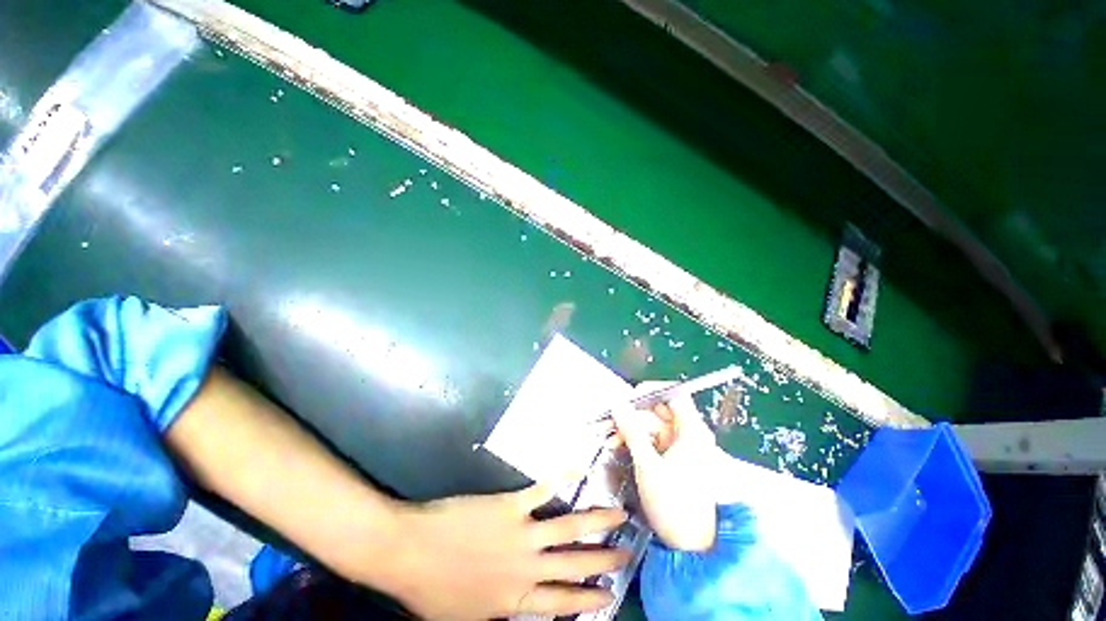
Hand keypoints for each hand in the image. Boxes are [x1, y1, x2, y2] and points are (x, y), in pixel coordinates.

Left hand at [378, 484, 630, 619]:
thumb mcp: (468, 616)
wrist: (410, 552)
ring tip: (617, 515)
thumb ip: (498, 610)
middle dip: (603, 560)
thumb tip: (519, 605)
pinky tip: (576, 469)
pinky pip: (542, 490)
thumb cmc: (432, 589)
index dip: (588, 600)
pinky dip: (561, 478)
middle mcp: (526, 569)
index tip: (608, 594)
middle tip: (626, 554)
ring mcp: (521, 534)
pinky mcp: (511, 505)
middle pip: (574, 564)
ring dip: (596, 521)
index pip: (562, 603)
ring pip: (569, 527)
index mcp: (514, 600)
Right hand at [611, 383, 717, 551]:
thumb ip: (631, 430)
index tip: (627, 396)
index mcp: (692, 431)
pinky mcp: (671, 456)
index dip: (651, 390)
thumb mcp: (648, 465)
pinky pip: (650, 438)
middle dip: (631, 413)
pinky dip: (634, 440)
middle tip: (608, 420)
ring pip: (650, 424)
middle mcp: (688, 433)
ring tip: (607, 437)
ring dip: (628, 428)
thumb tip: (617, 402)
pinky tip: (617, 445)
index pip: (674, 394)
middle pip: (658, 410)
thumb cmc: (674, 504)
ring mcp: (680, 445)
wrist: (689, 546)